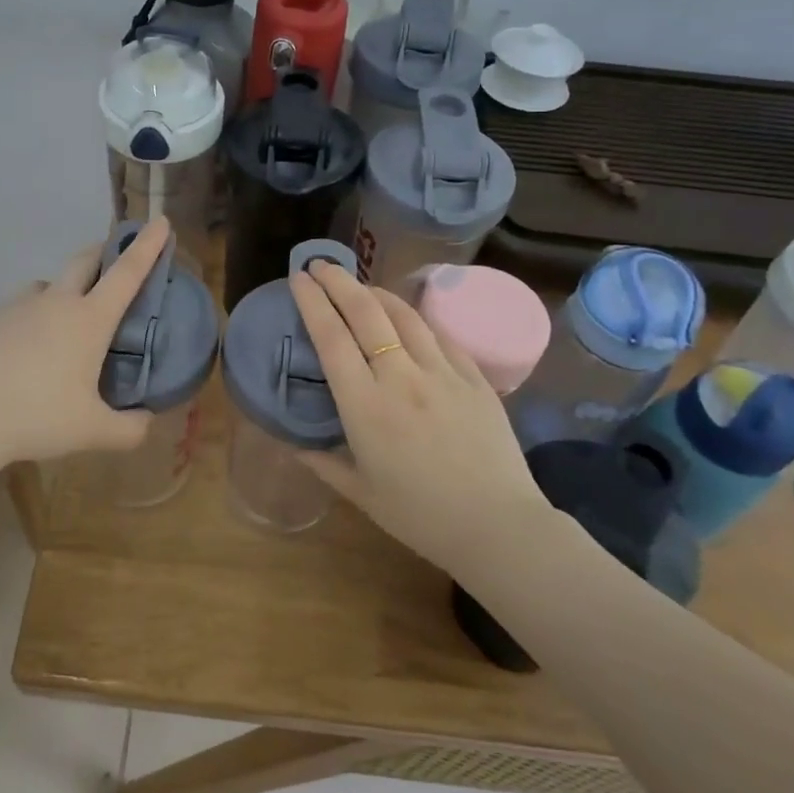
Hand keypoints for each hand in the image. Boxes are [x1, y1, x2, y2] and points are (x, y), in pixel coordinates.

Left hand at [0, 218, 171, 465]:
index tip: (159, 222)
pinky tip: (22, 352)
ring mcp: (17, 306)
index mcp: (88, 321)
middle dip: (104, 251)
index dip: (147, 246)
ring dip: (63, 291)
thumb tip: (147, 422)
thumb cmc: (37, 418)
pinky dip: (30, 319)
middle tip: (114, 257)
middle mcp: (55, 303)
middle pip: (84, 260)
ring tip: (63, 323)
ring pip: (47, 285)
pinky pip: (18, 309)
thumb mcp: (93, 431)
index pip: (126, 273)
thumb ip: (130, 429)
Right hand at [289, 260, 548, 577]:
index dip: (312, 302)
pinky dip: (416, 320)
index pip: (331, 337)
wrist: (498, 527)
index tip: (299, 278)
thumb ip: (324, 464)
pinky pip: (440, 336)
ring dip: (377, 292)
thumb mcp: (362, 494)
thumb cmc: (420, 516)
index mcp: (364, 406)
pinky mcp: (474, 378)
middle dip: (339, 281)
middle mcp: (400, 377)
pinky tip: (408, 319)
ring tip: (361, 286)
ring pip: (404, 315)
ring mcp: (442, 372)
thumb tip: (295, 447)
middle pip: (365, 312)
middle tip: (321, 265)